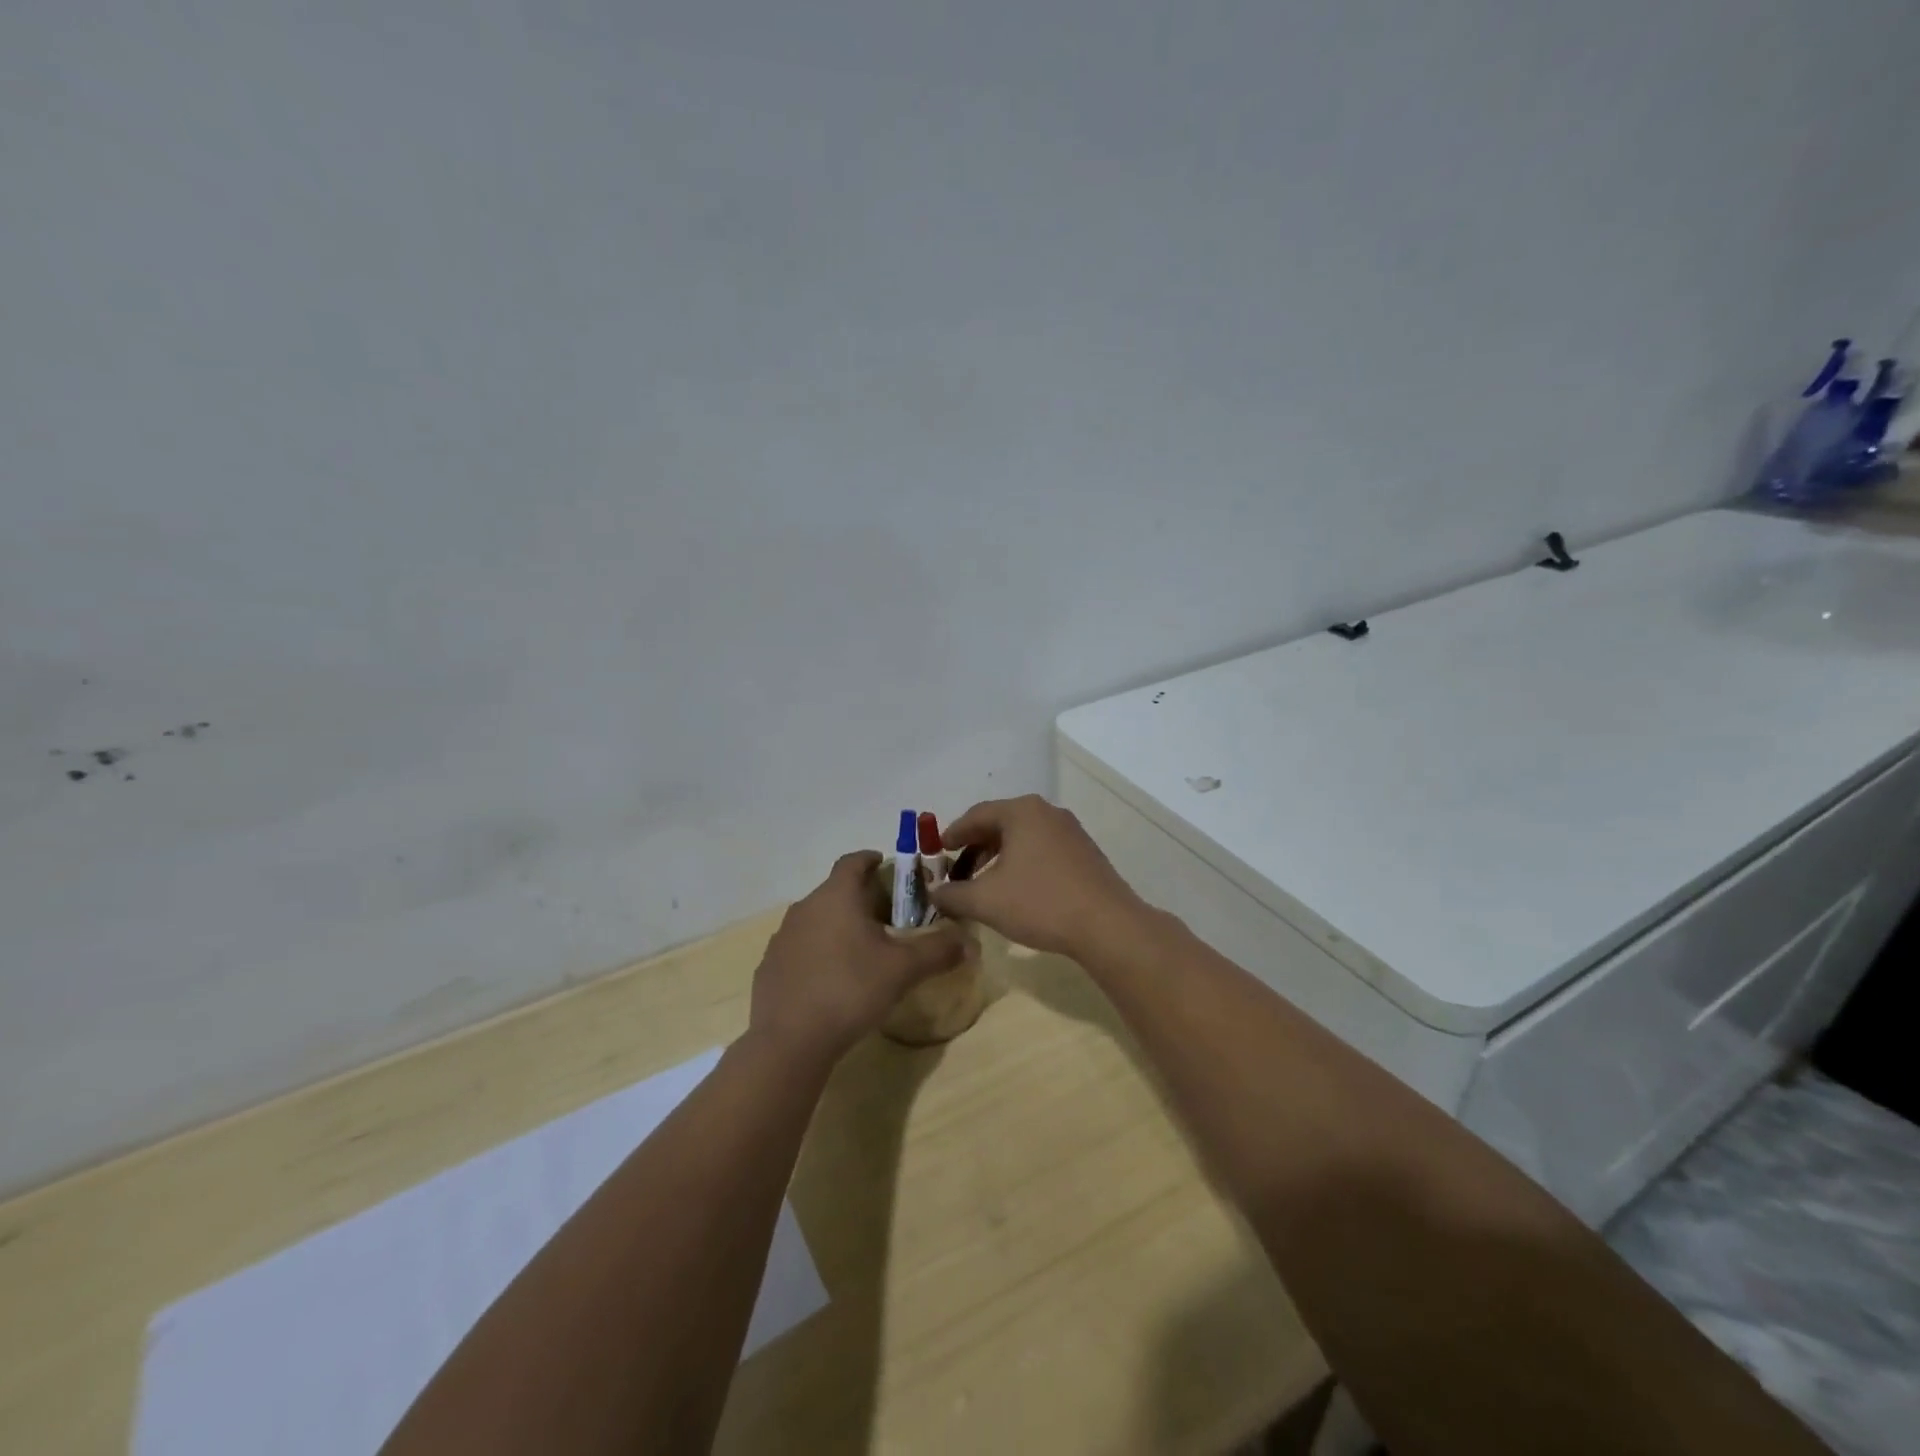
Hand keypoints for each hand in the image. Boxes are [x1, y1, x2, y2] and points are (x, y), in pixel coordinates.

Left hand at [750, 850, 968, 1062]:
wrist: (789, 1041)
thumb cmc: (850, 989)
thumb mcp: (903, 970)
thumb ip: (938, 951)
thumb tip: (969, 941)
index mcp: (836, 896)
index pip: (852, 862)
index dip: (871, 859)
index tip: (886, 865)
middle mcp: (805, 908)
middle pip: (835, 891)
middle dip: (860, 897)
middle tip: (887, 916)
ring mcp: (783, 938)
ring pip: (816, 920)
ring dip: (837, 926)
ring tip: (862, 948)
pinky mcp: (770, 967)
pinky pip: (800, 948)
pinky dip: (818, 952)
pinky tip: (832, 979)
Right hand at [930, 795, 1146, 956]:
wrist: (1107, 925)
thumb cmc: (1040, 903)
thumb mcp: (985, 901)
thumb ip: (952, 894)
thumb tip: (934, 894)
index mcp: (1022, 811)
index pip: (976, 815)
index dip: (953, 833)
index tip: (938, 851)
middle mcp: (1047, 812)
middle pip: (1000, 823)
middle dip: (976, 847)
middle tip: (958, 870)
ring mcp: (1070, 831)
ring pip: (1023, 837)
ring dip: (999, 856)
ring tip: (984, 883)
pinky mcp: (1085, 852)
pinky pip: (1042, 849)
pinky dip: (1022, 862)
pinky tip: (1016, 889)